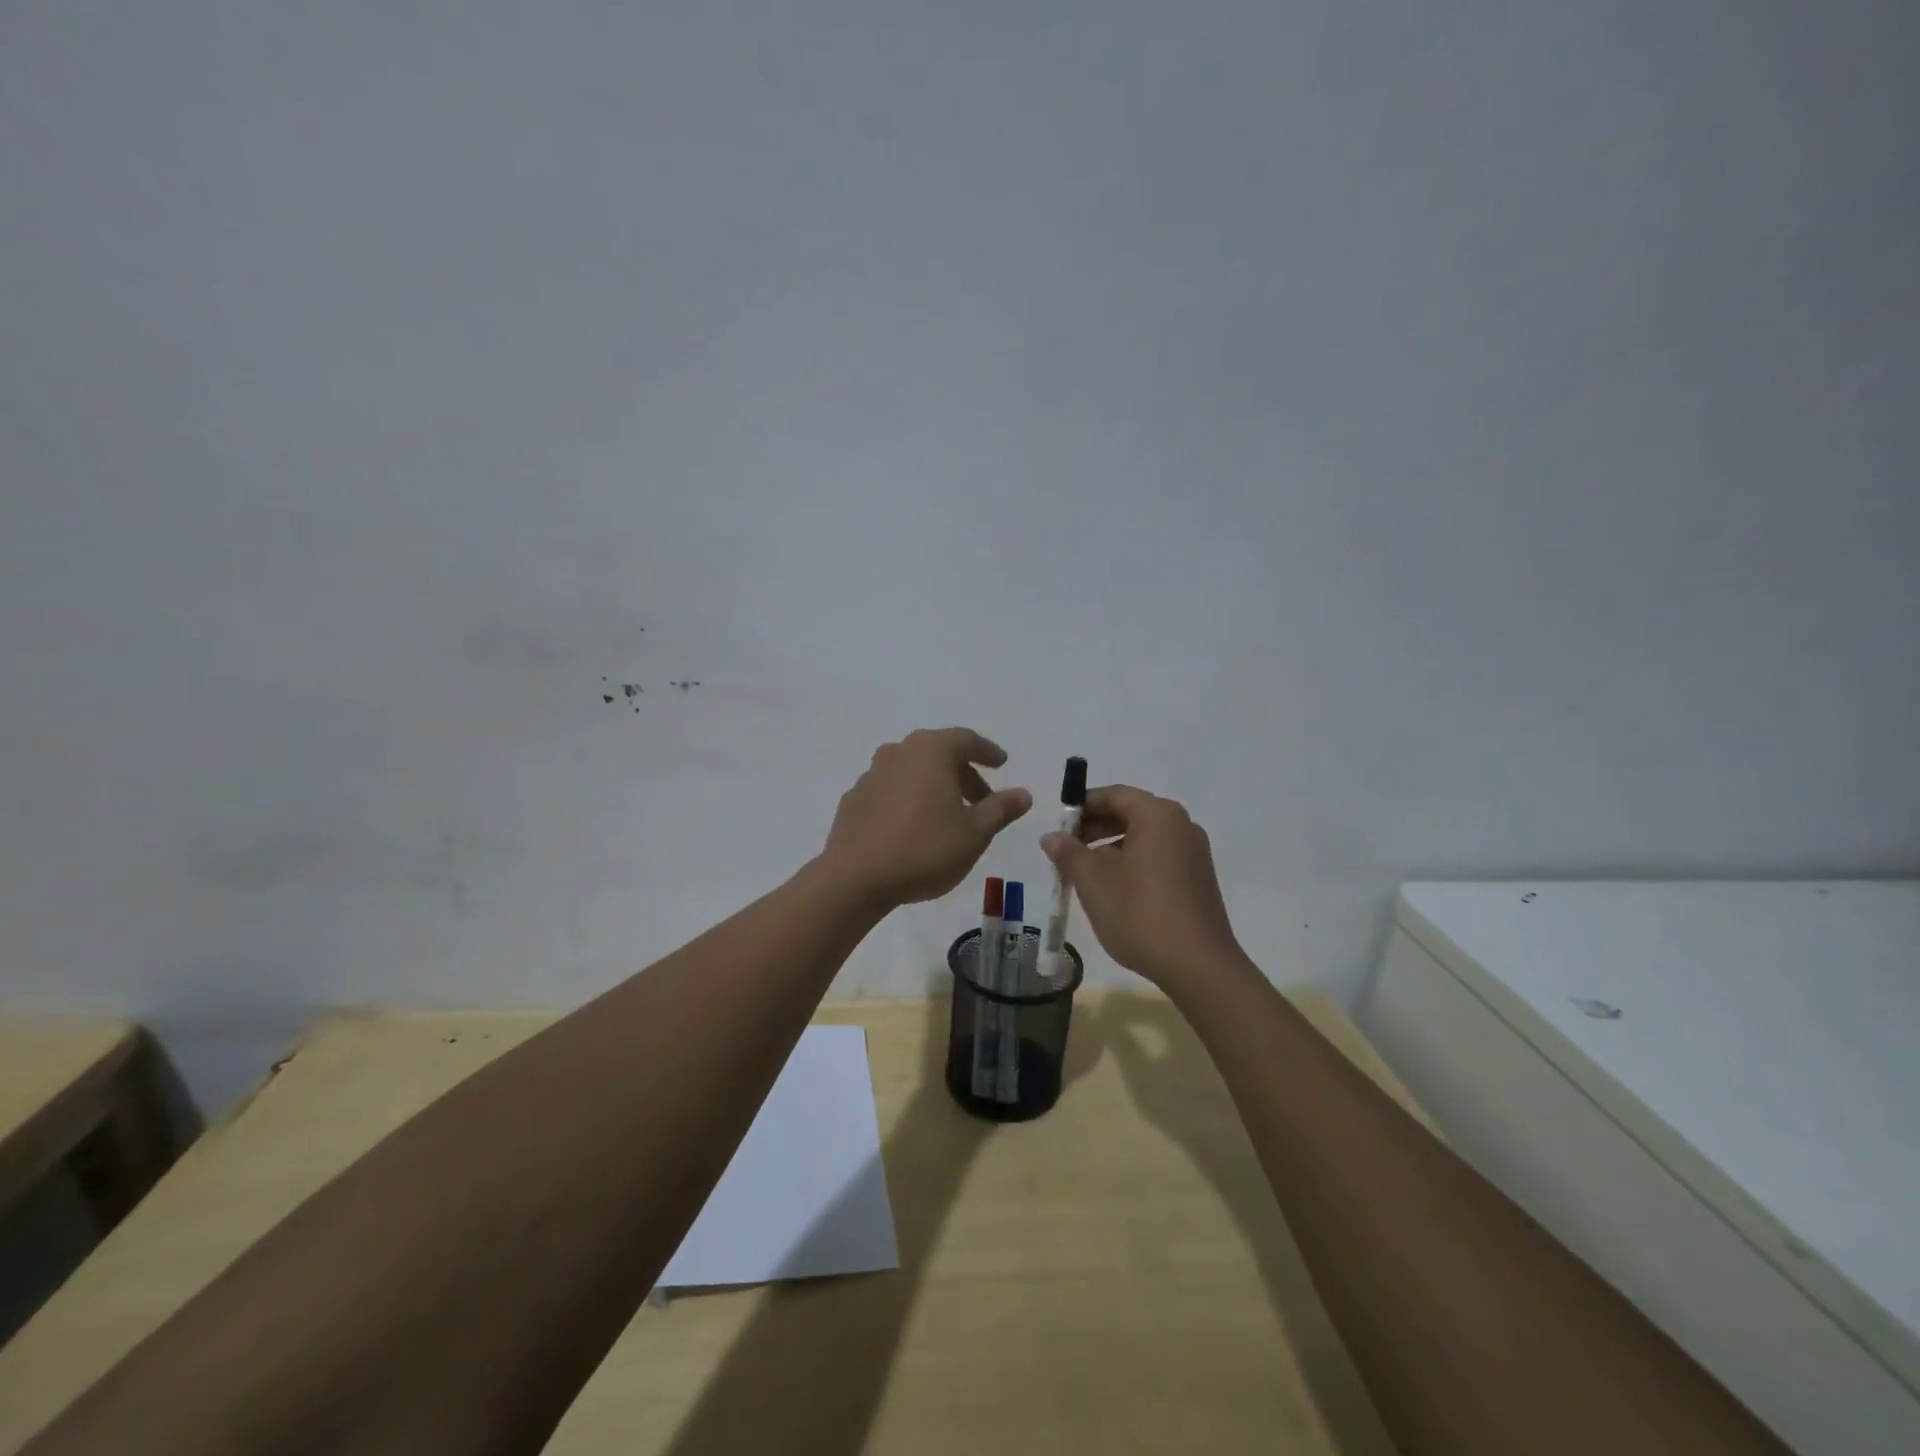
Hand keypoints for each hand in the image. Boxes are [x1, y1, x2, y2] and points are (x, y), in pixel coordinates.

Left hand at [822, 728, 1031, 906]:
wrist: (856, 877)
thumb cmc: (925, 849)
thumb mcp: (975, 833)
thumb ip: (1000, 809)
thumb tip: (1023, 794)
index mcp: (931, 750)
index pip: (966, 740)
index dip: (988, 751)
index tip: (1001, 763)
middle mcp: (899, 752)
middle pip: (938, 753)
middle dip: (963, 773)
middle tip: (981, 799)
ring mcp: (871, 774)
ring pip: (912, 771)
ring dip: (934, 786)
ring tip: (948, 815)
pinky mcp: (854, 799)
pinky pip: (890, 790)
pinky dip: (908, 800)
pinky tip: (913, 827)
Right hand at [1041, 785, 1246, 990]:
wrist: (1199, 966)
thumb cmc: (1140, 914)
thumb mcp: (1093, 882)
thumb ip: (1069, 853)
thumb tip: (1051, 836)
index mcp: (1157, 815)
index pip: (1113, 795)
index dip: (1082, 807)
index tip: (1058, 827)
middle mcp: (1181, 825)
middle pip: (1130, 812)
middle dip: (1095, 827)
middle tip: (1066, 850)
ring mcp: (1193, 852)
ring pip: (1144, 836)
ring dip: (1111, 847)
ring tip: (1085, 873)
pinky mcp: (1198, 877)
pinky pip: (1159, 856)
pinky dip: (1133, 862)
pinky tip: (1114, 889)